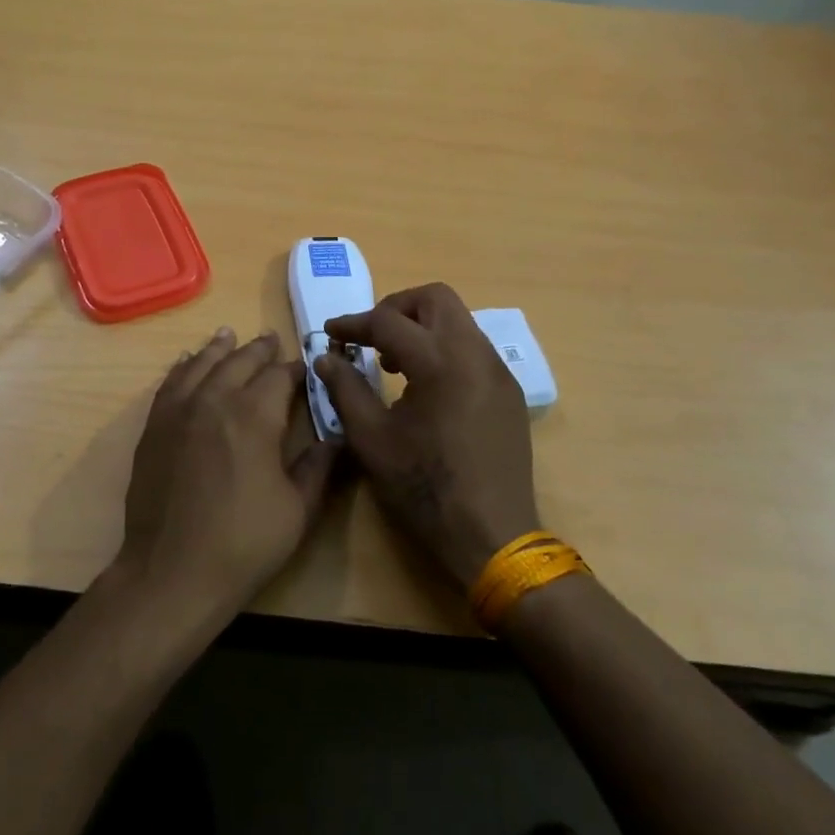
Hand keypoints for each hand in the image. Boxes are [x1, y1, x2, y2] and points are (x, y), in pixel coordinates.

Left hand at [116, 327, 338, 616]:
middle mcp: (214, 400)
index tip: (306, 366)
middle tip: (271, 340)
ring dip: (219, 349)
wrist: (171, 572)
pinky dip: (183, 367)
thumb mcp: (298, 509)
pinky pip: (170, 383)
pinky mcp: (154, 427)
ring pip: (201, 364)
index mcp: (254, 415)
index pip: (279, 376)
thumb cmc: (243, 543)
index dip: (295, 369)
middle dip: (259, 350)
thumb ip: (319, 466)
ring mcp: (179, 411)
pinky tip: (188, 362)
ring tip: (229, 334)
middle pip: (239, 361)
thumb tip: (337, 436)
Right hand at [314, 283, 538, 588]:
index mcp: (440, 362)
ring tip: (395, 364)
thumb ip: (345, 389)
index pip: (389, 321)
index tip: (331, 333)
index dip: (354, 324)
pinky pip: (473, 348)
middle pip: (435, 298)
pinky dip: (444, 348)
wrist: (493, 536)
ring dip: (422, 327)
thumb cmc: (424, 488)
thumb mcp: (371, 439)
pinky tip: (426, 386)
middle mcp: (475, 354)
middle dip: (396, 309)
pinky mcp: (508, 391)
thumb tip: (325, 357)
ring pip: (458, 320)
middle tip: (370, 337)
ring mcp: (498, 371)